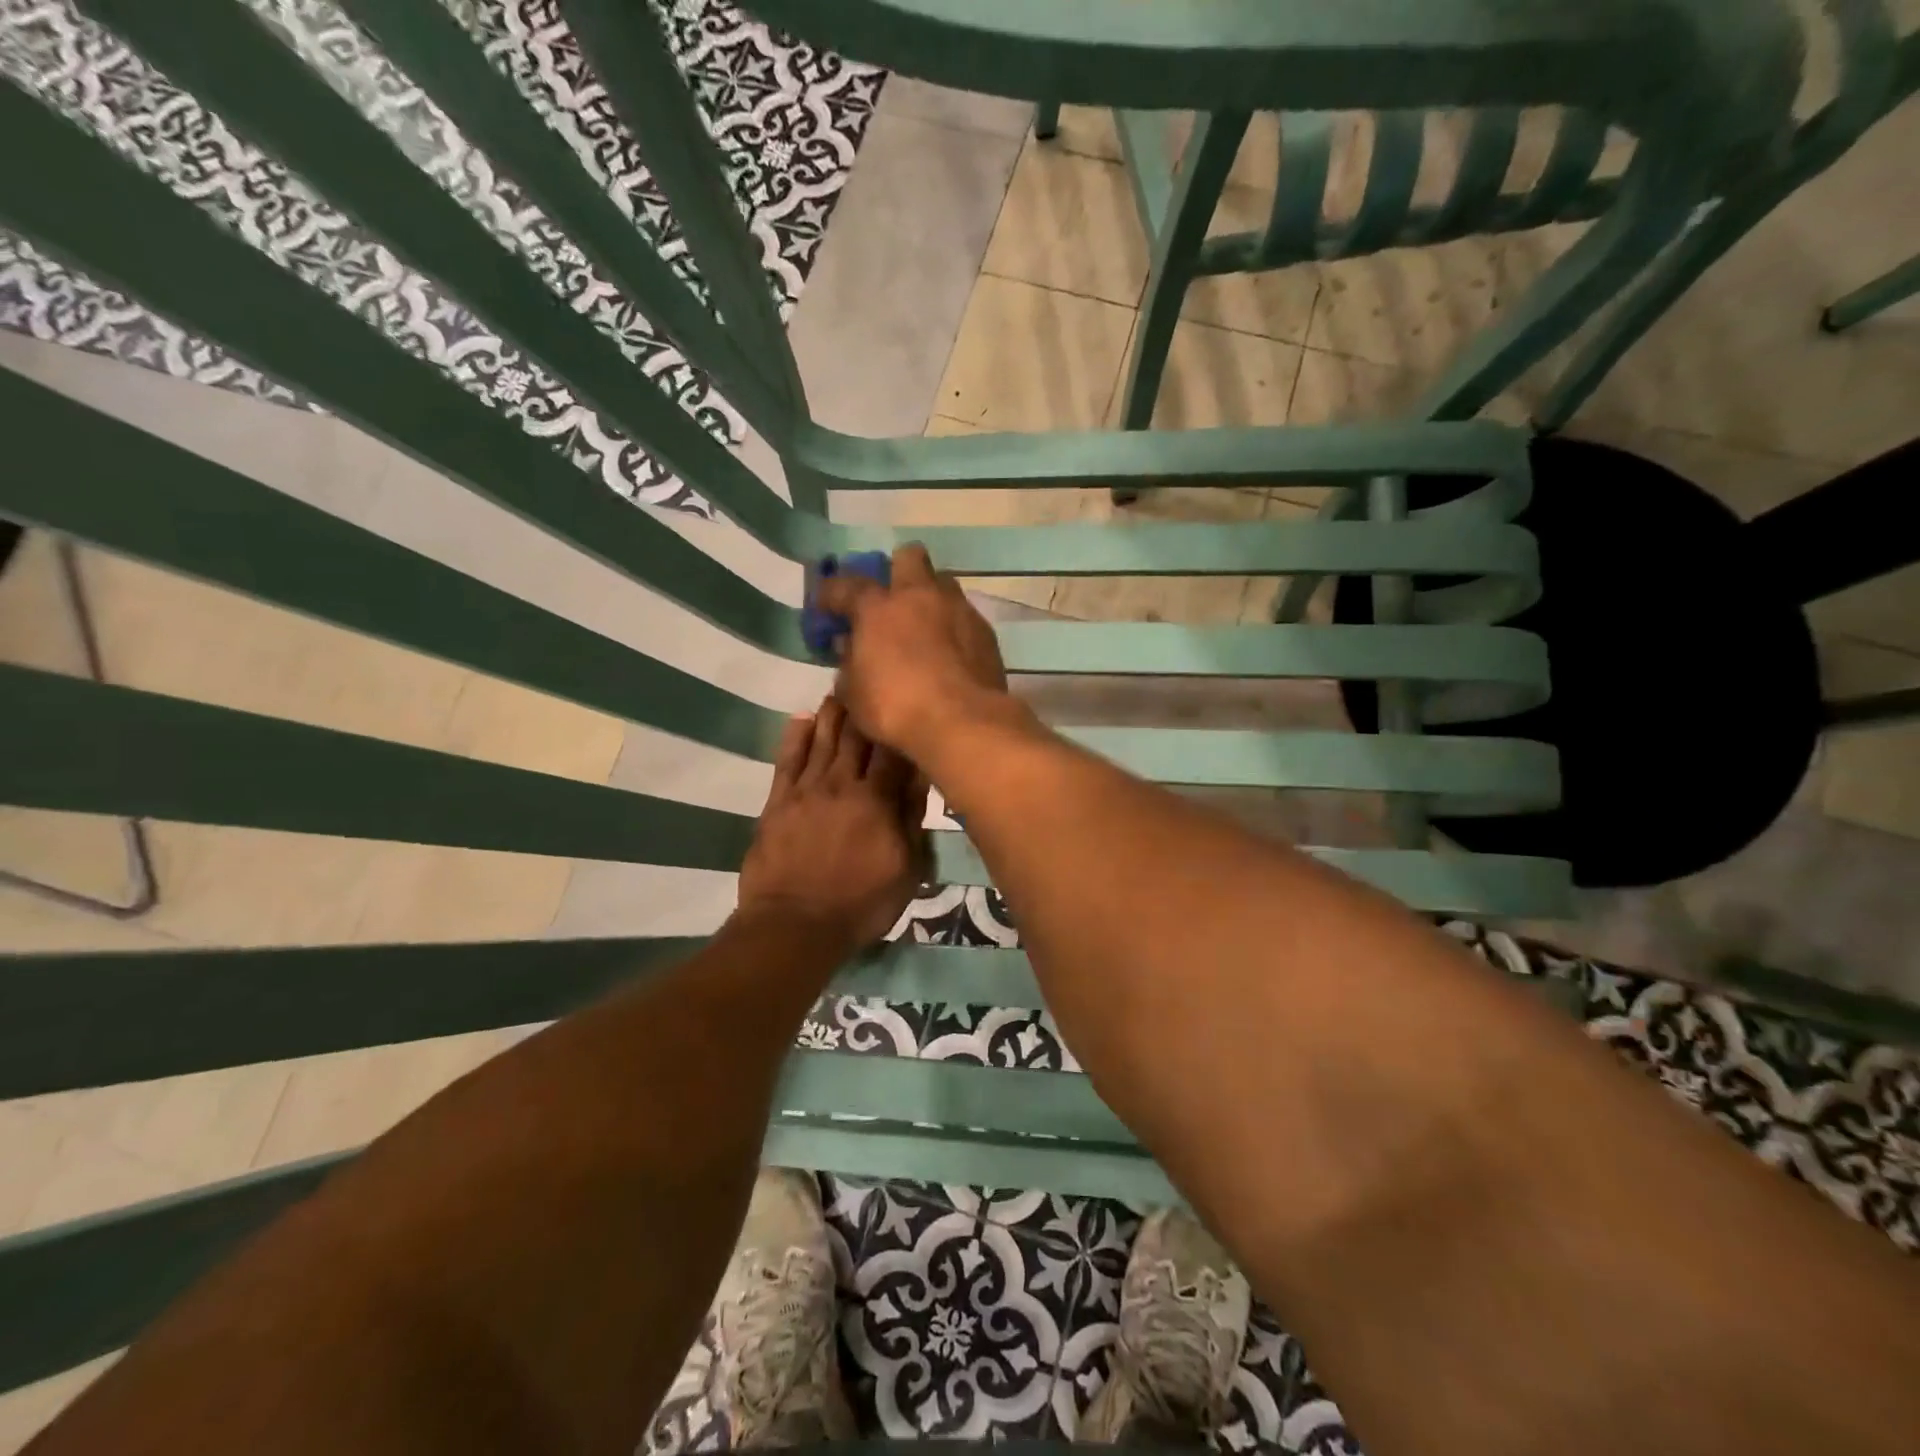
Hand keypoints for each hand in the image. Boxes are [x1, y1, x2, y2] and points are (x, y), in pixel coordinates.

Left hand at [736, 698, 928, 949]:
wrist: (795, 925)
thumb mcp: (907, 870)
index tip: (905, 703)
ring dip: (832, 714)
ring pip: (822, 741)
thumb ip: (913, 820)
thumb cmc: (861, 903)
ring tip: (839, 690)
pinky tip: (801, 719)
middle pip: (855, 737)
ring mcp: (806, 790)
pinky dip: (795, 736)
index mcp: (878, 800)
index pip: (893, 751)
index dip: (899, 726)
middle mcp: (842, 784)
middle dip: (864, 709)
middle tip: (869, 683)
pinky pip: (787, 760)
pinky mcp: (778, 802)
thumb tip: (921, 778)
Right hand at [816, 543, 1008, 757]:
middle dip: (896, 571)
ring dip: (930, 597)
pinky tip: (949, 652)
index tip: (826, 607)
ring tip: (923, 626)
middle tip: (890, 600)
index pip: (846, 585)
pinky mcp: (986, 631)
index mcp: (878, 608)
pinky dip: (953, 627)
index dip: (831, 594)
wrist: (962, 722)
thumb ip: (848, 664)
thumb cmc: (896, 708)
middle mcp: (920, 596)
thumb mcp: (854, 694)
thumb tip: (849, 648)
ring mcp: (958, 609)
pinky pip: (965, 616)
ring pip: (943, 583)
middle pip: (909, 557)